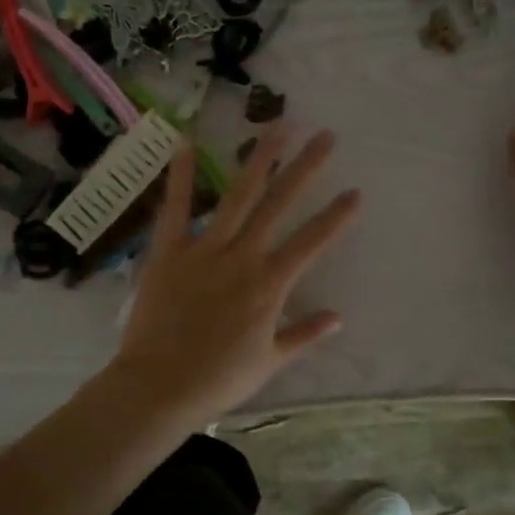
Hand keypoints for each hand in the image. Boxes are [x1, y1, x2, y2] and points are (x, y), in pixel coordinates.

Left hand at [111, 126, 359, 429]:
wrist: (159, 387)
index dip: (337, 216)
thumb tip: (339, 317)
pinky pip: (176, 209)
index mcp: (270, 286)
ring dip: (260, 160)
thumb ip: (304, 335)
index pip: (312, 242)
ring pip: (238, 196)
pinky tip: (187, 144)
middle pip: (280, 204)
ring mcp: (205, 250)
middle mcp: (243, 258)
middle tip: (325, 137)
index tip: (355, 191)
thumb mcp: (270, 361)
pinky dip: (182, 177)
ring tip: (277, 127)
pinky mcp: (169, 251)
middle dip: (306, 169)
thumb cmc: (218, 380)